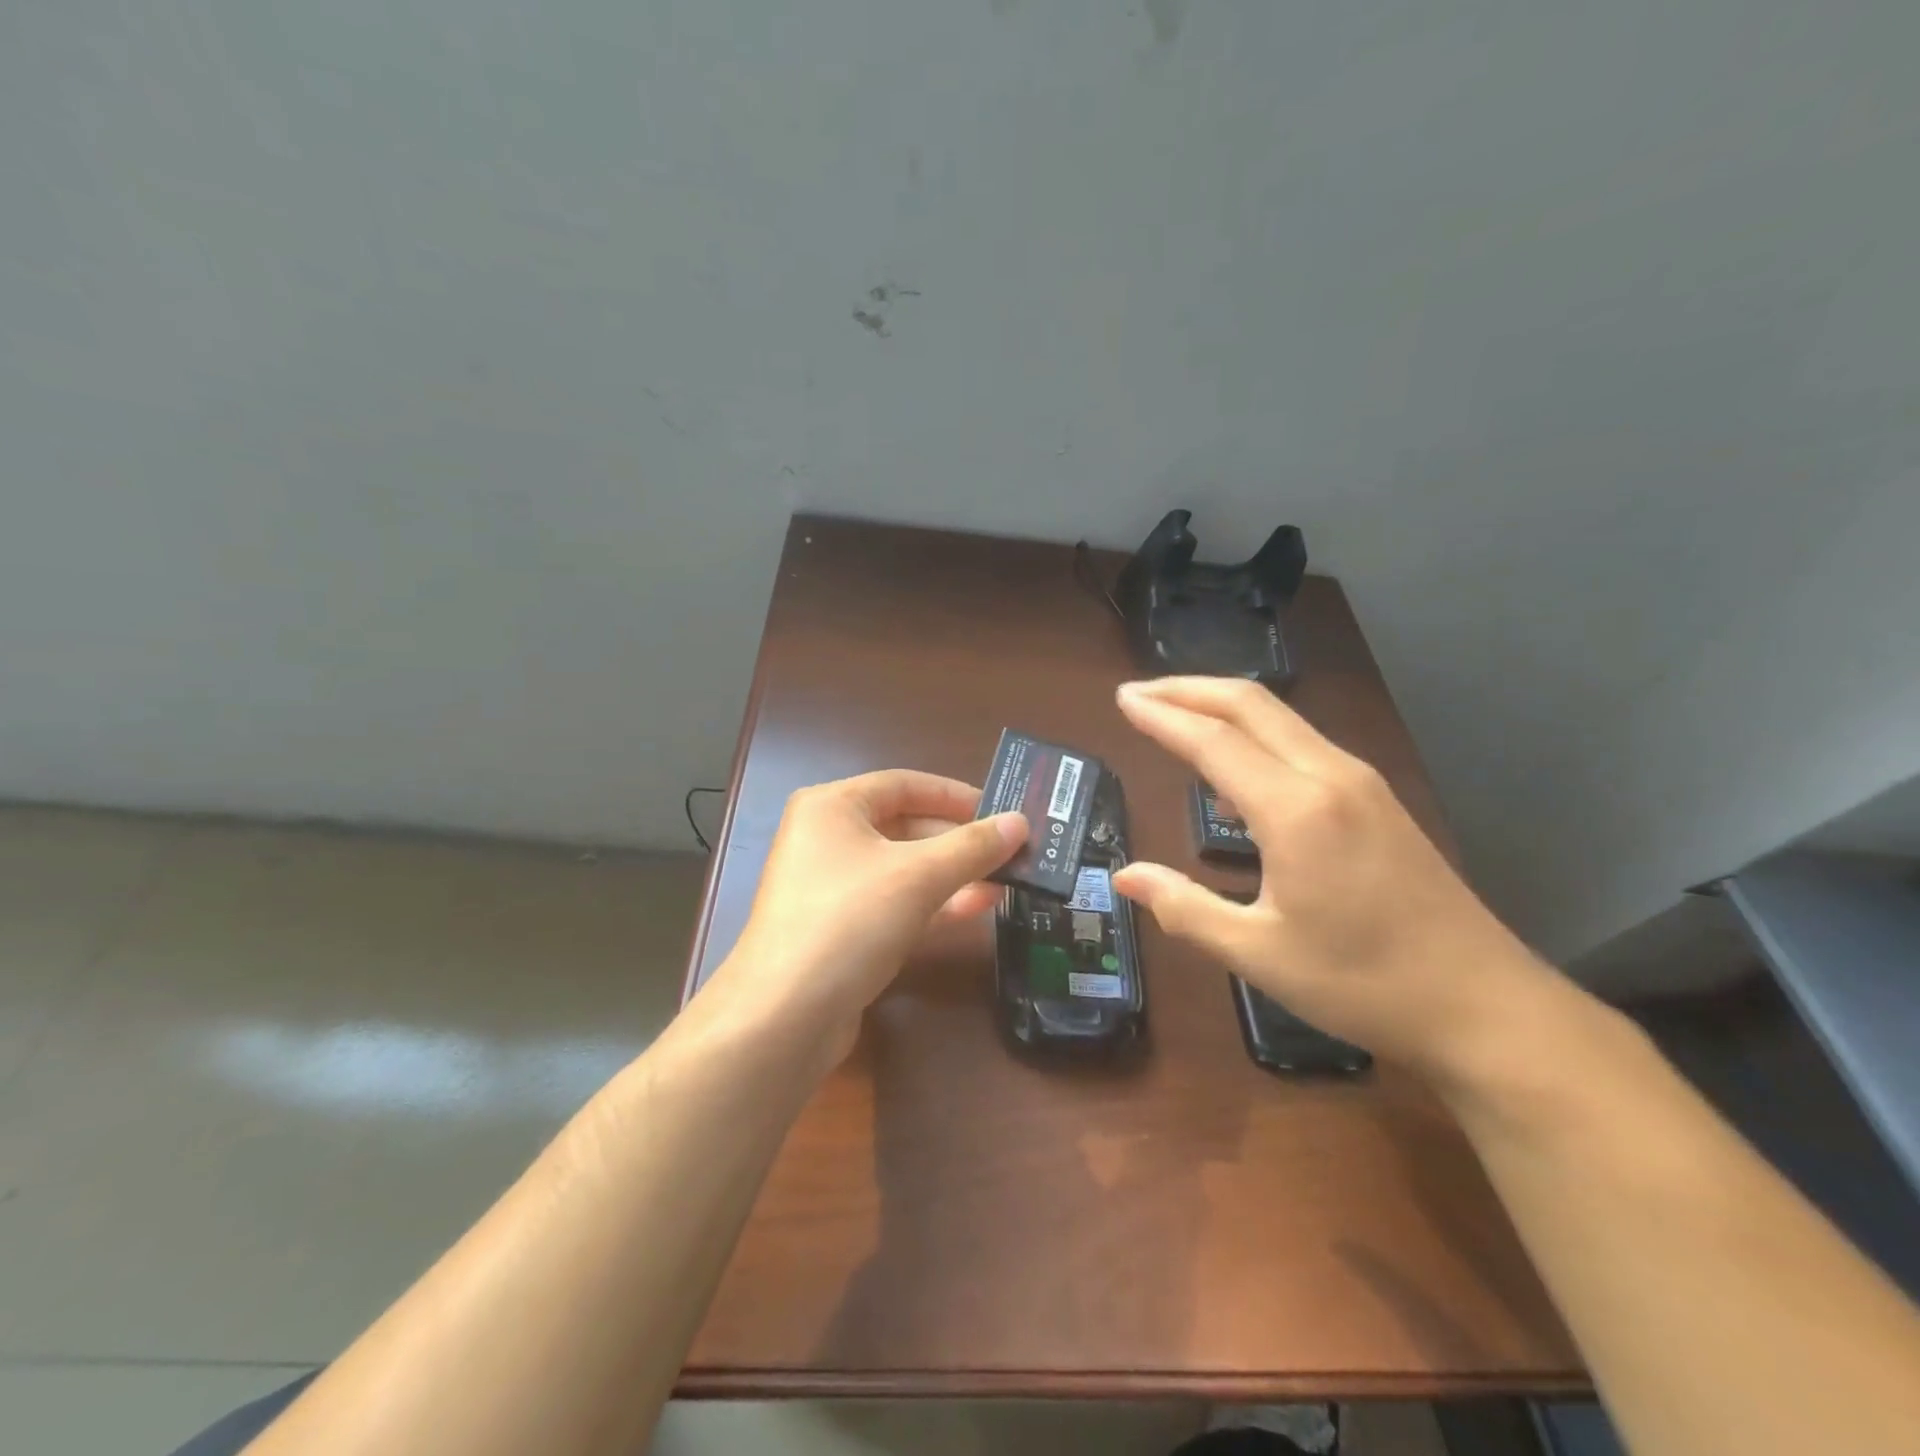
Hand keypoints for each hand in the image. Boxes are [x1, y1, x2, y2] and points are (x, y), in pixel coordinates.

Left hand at [706, 771, 1026, 1062]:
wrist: (785, 1018)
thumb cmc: (849, 921)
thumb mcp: (918, 876)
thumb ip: (972, 847)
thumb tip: (1020, 821)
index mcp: (832, 807)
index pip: (904, 785)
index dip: (955, 796)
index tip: (1001, 811)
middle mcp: (827, 839)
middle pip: (905, 827)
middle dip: (959, 842)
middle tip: (1011, 852)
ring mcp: (832, 887)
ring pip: (903, 869)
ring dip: (953, 874)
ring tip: (1006, 882)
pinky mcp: (840, 929)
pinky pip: (894, 903)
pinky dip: (933, 903)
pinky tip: (975, 908)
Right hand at [1110, 677, 1548, 1075]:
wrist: (1485, 1007)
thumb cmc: (1363, 983)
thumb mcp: (1258, 953)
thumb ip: (1184, 907)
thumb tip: (1125, 877)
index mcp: (1296, 809)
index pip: (1213, 740)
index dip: (1161, 716)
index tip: (1121, 699)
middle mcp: (1330, 776)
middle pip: (1251, 705)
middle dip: (1189, 689)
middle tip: (1139, 693)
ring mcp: (1361, 783)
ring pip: (1280, 719)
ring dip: (1223, 707)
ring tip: (1176, 717)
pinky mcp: (1377, 799)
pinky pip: (1302, 743)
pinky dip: (1255, 735)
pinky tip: (1235, 771)